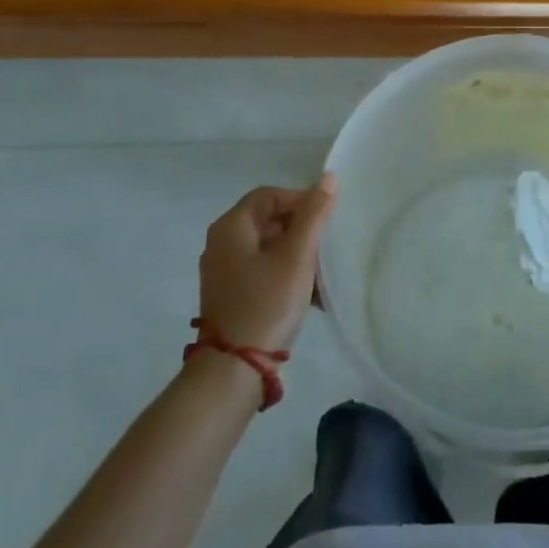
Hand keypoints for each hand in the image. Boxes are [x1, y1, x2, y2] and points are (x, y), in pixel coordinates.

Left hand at [198, 176, 337, 352]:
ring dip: (296, 254)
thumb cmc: (267, 302)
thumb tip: (327, 178)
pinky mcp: (230, 296)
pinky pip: (262, 271)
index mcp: (231, 227)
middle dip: (300, 229)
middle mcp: (221, 244)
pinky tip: (308, 294)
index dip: (300, 200)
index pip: (269, 195)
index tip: (325, 220)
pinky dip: (284, 274)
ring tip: (320, 273)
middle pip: (267, 220)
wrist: (234, 369)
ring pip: (267, 248)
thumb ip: (314, 214)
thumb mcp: (297, 255)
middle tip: (325, 246)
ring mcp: (223, 272)